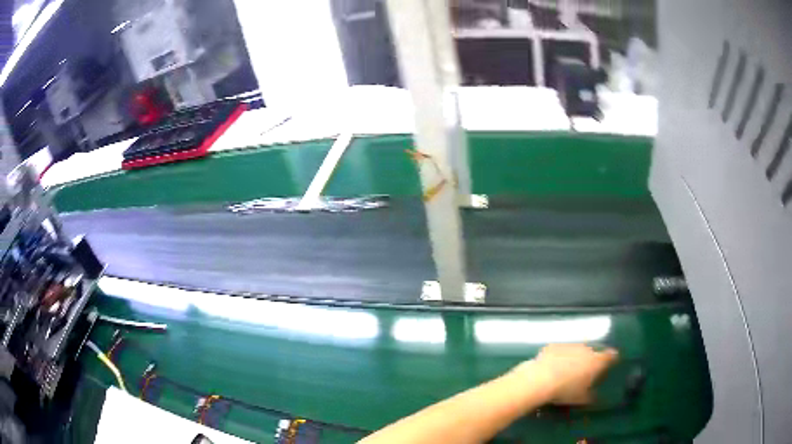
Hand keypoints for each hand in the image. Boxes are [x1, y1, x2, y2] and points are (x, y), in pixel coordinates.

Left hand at [515, 343, 617, 404]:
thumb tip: (595, 397)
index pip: (610, 355)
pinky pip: (560, 350)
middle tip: (586, 370)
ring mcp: (570, 345)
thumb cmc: (565, 390)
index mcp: (597, 360)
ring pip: (576, 350)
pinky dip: (559, 356)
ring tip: (568, 369)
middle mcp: (586, 349)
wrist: (540, 379)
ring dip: (575, 357)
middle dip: (591, 359)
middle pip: (593, 352)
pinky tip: (553, 366)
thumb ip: (591, 397)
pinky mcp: (554, 345)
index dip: (612, 358)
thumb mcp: (581, 399)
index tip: (612, 361)